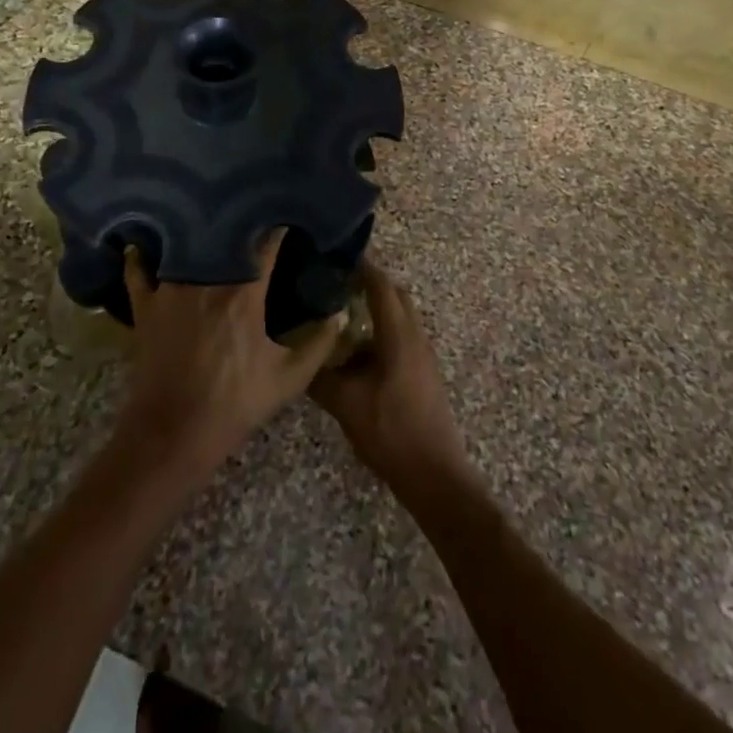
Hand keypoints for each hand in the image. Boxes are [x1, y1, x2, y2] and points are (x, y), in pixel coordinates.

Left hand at [116, 230, 340, 481]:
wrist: (174, 433)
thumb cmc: (235, 404)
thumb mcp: (288, 379)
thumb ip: (319, 344)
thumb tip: (340, 315)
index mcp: (244, 292)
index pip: (266, 243)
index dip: (278, 227)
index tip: (287, 217)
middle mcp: (206, 279)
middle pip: (224, 235)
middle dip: (239, 223)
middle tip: (249, 212)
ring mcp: (171, 289)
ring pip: (184, 245)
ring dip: (197, 233)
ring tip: (206, 219)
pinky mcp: (145, 306)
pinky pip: (139, 271)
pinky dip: (141, 256)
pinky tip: (143, 244)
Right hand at [311, 262, 474, 495]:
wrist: (434, 475)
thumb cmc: (391, 431)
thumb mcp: (346, 404)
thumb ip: (320, 376)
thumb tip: (298, 354)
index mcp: (399, 334)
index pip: (380, 285)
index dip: (361, 267)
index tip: (335, 257)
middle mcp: (415, 336)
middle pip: (394, 295)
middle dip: (368, 284)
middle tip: (336, 284)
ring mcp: (423, 355)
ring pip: (400, 317)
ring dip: (376, 309)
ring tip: (342, 314)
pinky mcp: (424, 372)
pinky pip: (402, 337)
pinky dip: (381, 332)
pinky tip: (358, 352)